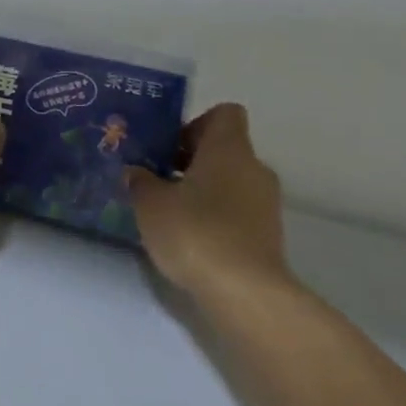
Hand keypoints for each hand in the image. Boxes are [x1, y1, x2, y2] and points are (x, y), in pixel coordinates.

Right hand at [128, 104, 289, 295]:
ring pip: (232, 183)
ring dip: (205, 192)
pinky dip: (218, 219)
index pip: (224, 114)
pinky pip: (239, 212)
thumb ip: (141, 182)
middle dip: (193, 162)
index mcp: (229, 148)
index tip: (170, 149)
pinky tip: (192, 241)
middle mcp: (254, 168)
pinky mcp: (269, 236)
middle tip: (159, 182)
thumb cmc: (195, 232)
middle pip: (225, 150)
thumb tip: (136, 172)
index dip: (195, 125)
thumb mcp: (151, 204)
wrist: (245, 292)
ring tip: (172, 215)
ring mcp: (266, 203)